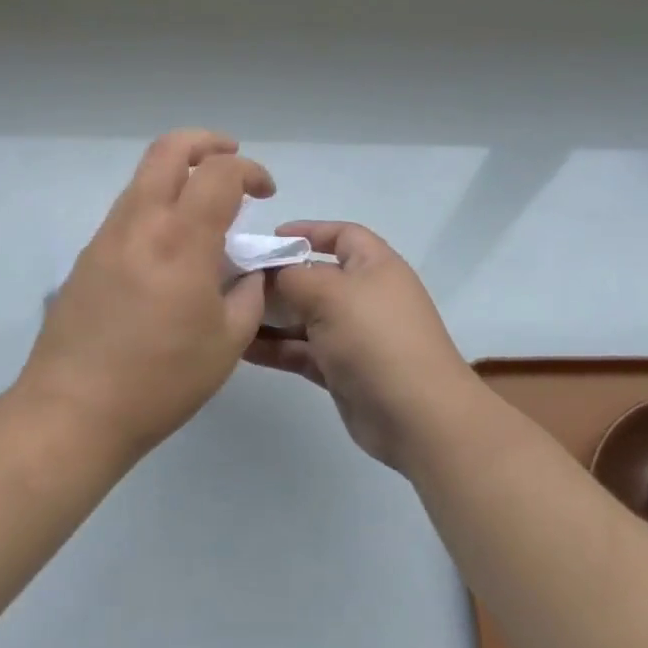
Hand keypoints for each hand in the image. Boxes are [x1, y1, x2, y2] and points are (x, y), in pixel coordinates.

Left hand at [18, 129, 274, 456]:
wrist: (73, 412)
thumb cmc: (161, 381)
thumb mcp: (227, 342)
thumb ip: (249, 294)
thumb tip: (249, 270)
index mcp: (181, 240)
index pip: (219, 173)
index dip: (249, 170)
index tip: (265, 192)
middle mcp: (141, 222)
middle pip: (169, 149)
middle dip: (206, 142)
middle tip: (231, 157)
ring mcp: (108, 236)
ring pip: (144, 177)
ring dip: (178, 174)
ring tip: (204, 208)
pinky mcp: (88, 256)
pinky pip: (128, 210)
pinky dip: (157, 205)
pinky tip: (170, 247)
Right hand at [246, 221, 481, 471]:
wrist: (417, 416)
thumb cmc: (375, 338)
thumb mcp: (329, 294)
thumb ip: (292, 277)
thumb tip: (268, 272)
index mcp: (374, 266)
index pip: (341, 235)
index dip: (308, 231)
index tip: (269, 238)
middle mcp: (365, 296)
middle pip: (316, 277)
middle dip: (278, 277)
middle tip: (235, 279)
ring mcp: (354, 335)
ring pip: (305, 317)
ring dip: (271, 316)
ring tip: (229, 314)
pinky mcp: (342, 370)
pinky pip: (303, 351)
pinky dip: (276, 348)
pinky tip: (242, 348)